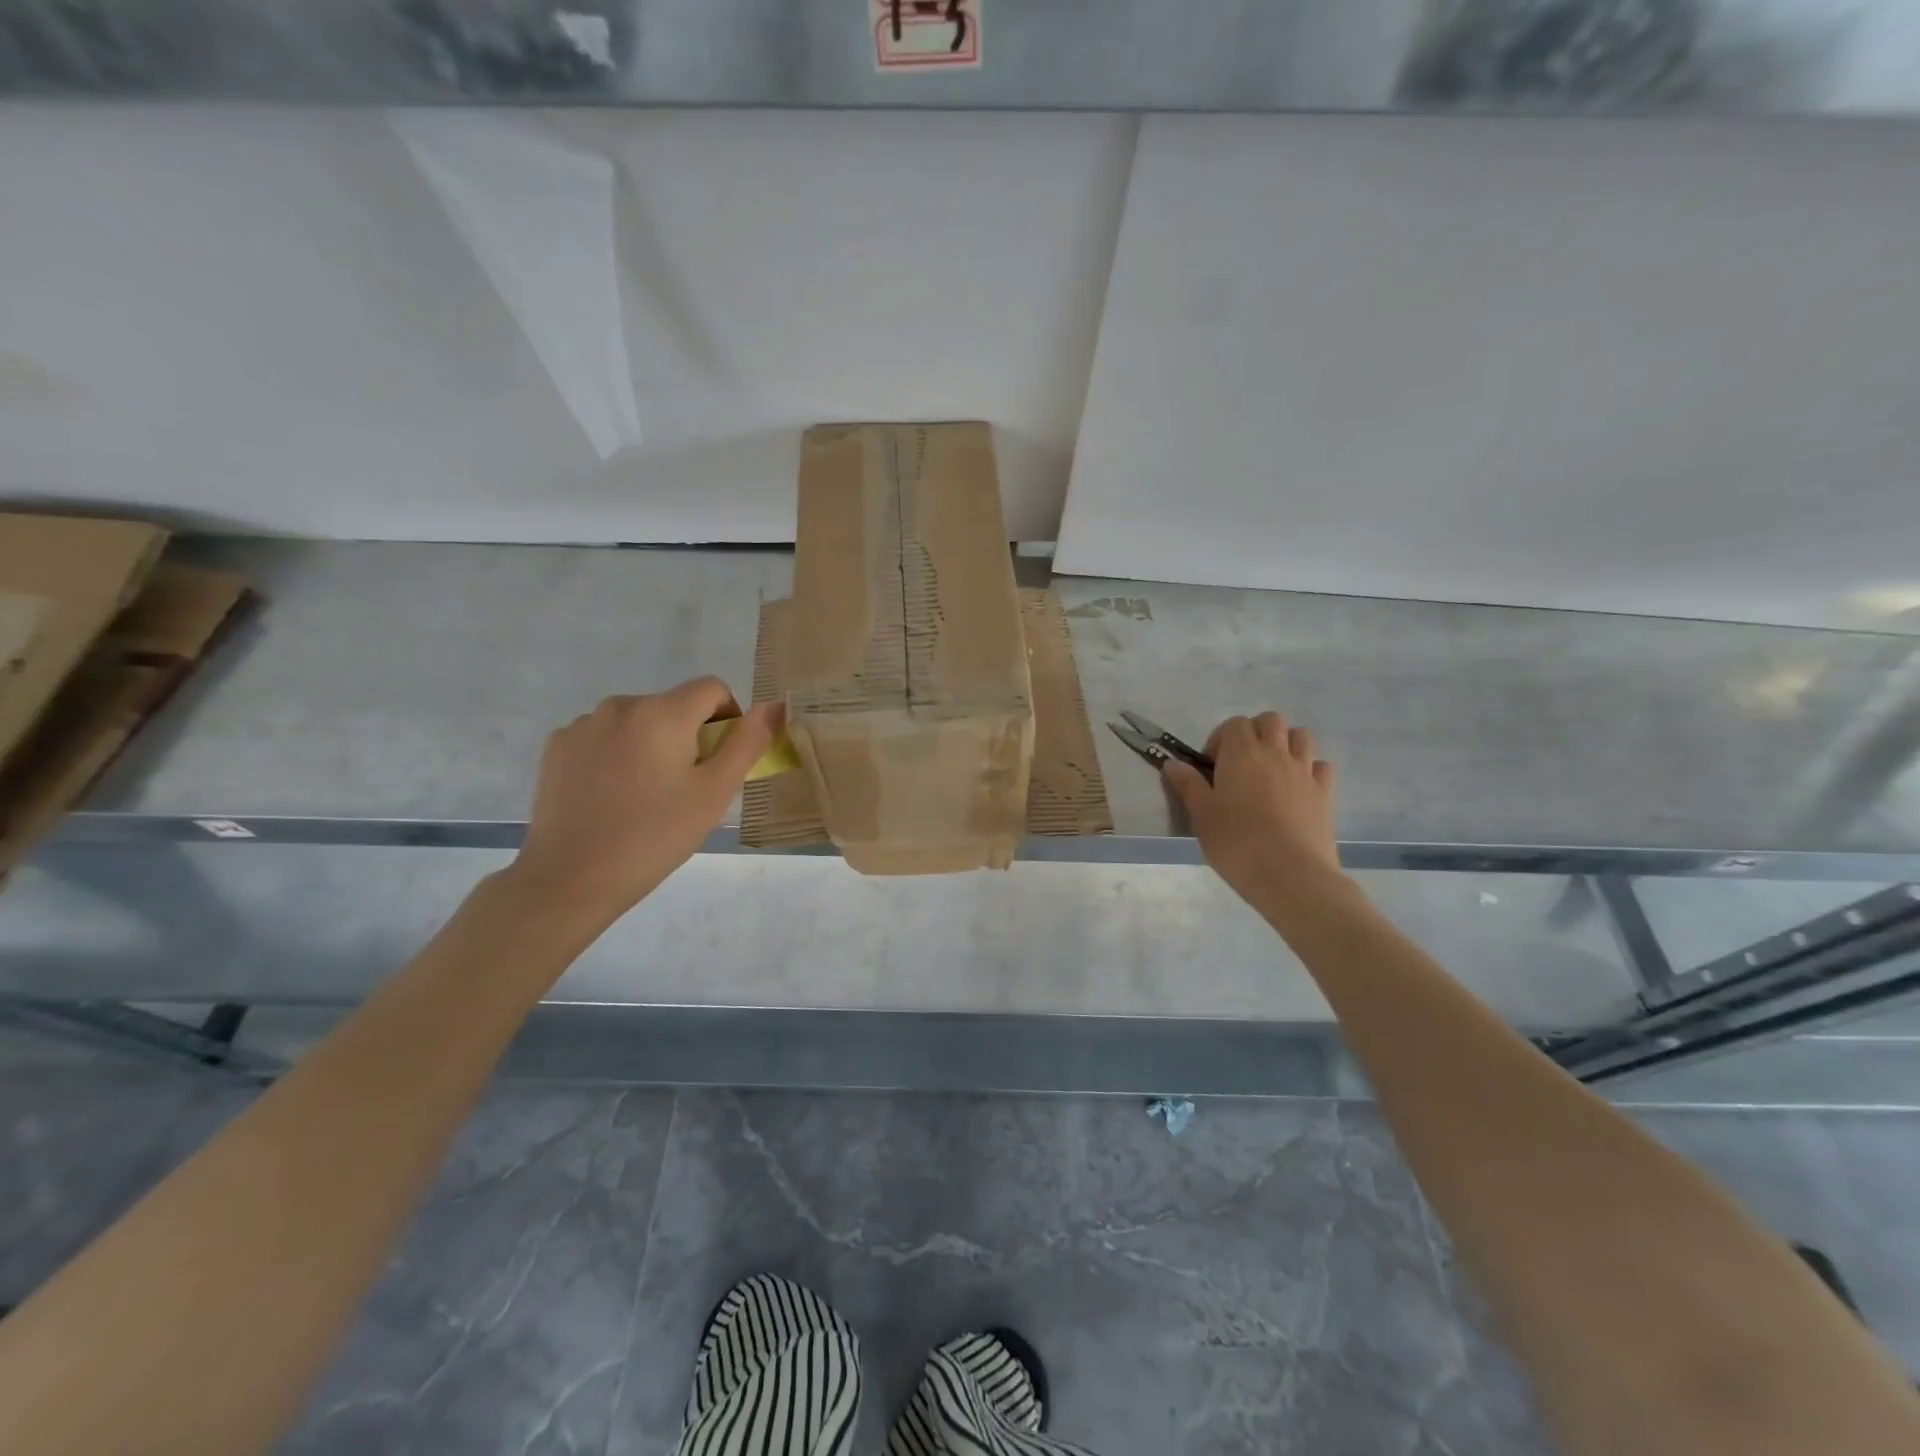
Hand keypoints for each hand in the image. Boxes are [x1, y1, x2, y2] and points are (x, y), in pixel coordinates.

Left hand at [508, 678, 783, 933]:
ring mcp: (582, 725)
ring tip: (644, 795)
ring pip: (636, 722)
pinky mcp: (556, 747)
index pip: (712, 688)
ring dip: (651, 744)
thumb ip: (747, 743)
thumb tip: (774, 706)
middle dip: (688, 736)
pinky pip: (602, 737)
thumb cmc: (655, 836)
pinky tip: (610, 796)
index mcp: (663, 713)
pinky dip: (616, 755)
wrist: (570, 879)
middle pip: (673, 706)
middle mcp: (620, 705)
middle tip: (685, 788)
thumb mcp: (714, 793)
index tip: (721, 760)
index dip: (728, 717)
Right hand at [1163, 712, 1344, 912]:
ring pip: (1300, 736)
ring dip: (1285, 743)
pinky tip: (1298, 787)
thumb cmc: (1237, 843)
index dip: (1221, 738)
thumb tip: (1173, 763)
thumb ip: (1188, 784)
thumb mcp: (1201, 815)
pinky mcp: (1325, 793)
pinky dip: (1310, 768)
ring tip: (1271, 769)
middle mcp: (1276, 753)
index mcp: (1242, 754)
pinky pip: (1321, 765)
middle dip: (1255, 732)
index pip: (1234, 724)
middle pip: (1270, 720)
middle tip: (1241, 762)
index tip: (1212, 766)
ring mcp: (1304, 771)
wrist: (1290, 875)